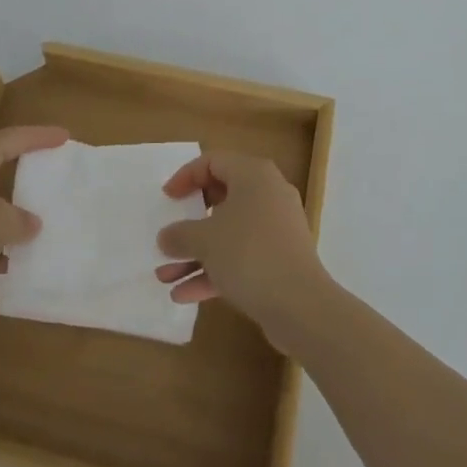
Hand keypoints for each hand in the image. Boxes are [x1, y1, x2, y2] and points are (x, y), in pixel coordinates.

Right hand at [155, 152, 328, 344]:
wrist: (300, 305)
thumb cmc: (249, 254)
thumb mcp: (205, 240)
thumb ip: (180, 235)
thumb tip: (166, 237)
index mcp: (253, 175)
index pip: (213, 161)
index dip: (185, 177)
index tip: (167, 199)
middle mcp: (268, 194)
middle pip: (221, 198)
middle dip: (189, 223)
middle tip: (170, 234)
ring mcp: (276, 229)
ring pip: (229, 233)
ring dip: (196, 254)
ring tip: (165, 277)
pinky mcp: (279, 260)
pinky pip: (241, 257)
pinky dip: (215, 271)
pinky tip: (185, 295)